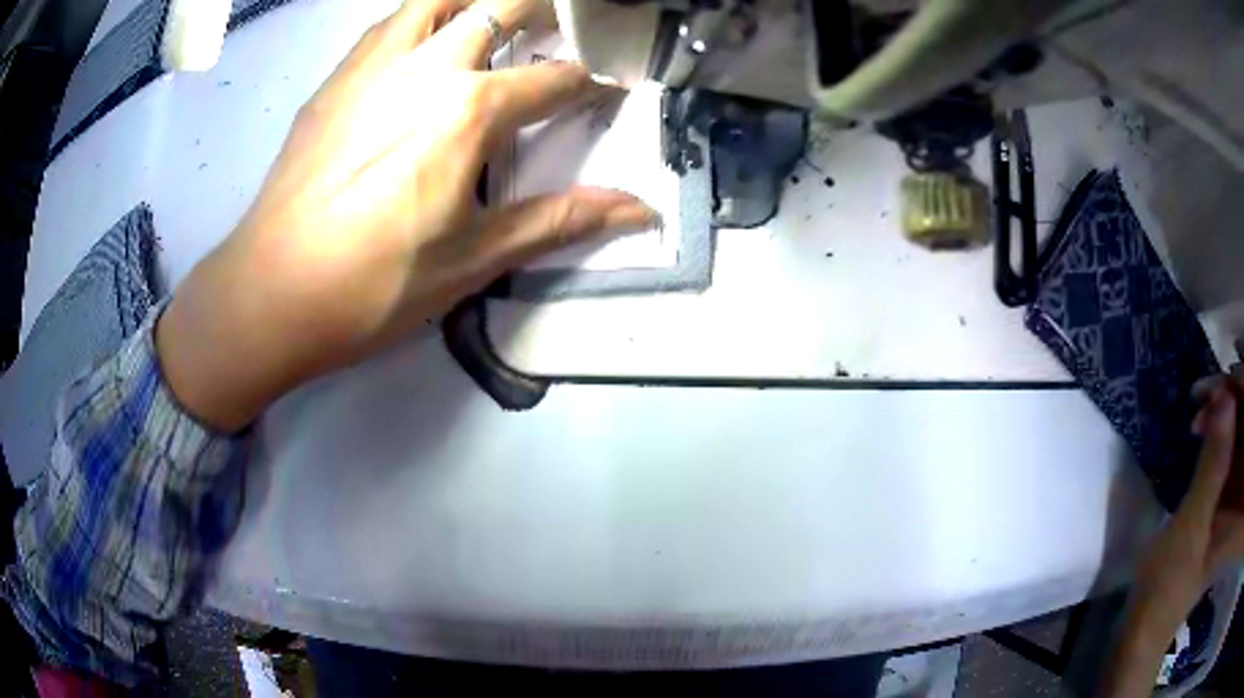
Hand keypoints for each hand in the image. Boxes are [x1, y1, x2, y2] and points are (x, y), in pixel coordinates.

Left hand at [157, 0, 654, 430]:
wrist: (272, 292)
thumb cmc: (375, 285)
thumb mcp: (474, 259)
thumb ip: (557, 221)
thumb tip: (638, 210)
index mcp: (471, 111)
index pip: (555, 80)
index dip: (591, 82)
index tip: (606, 88)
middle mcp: (429, 68)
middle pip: (503, 8)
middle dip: (546, 9)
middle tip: (564, 23)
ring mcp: (375, 66)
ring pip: (439, 0)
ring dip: (478, 0)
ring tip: (497, 15)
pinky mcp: (336, 80)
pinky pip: (388, 24)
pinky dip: (420, 16)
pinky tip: (424, 35)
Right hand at [1133, 375, 1243, 627]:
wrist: (1146, 628)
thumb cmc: (1169, 590)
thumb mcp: (1191, 528)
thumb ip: (1214, 466)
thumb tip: (1226, 396)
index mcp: (1240, 508)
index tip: (1226, 385)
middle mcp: (1243, 494)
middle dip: (1235, 399)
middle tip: (1207, 394)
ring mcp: (1237, 493)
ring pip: (1242, 428)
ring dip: (1226, 410)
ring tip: (1201, 406)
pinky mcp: (1228, 494)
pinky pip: (1233, 443)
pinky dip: (1220, 427)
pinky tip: (1203, 422)